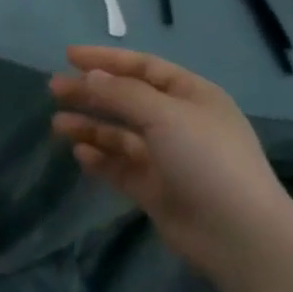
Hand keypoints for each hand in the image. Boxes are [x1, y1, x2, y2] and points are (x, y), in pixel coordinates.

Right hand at [51, 46, 292, 279]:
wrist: (238, 234)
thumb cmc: (206, 159)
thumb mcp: (164, 114)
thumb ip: (122, 93)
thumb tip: (91, 76)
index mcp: (191, 96)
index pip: (143, 67)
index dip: (106, 59)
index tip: (69, 56)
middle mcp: (179, 122)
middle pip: (127, 99)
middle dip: (91, 93)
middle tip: (54, 89)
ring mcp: (167, 157)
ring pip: (120, 134)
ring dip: (90, 126)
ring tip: (58, 125)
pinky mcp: (155, 189)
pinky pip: (121, 166)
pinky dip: (100, 158)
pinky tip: (80, 153)